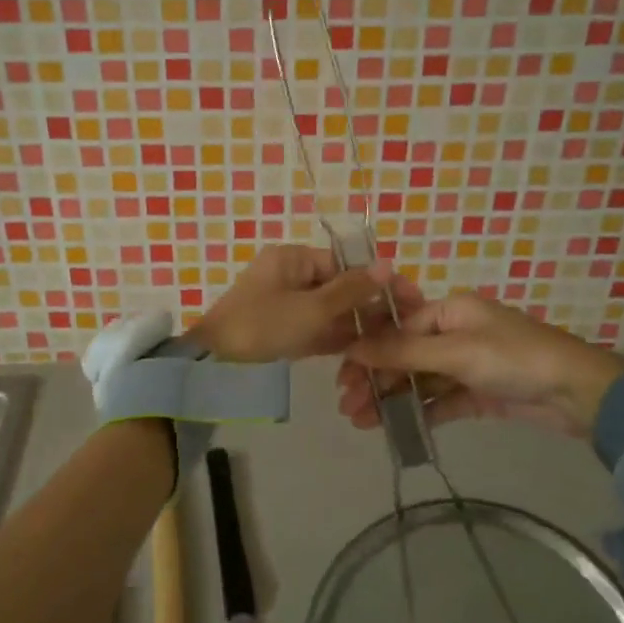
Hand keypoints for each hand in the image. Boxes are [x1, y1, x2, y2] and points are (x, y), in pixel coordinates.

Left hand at [188, 246, 409, 362]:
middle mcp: (288, 275)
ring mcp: (283, 303)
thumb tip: (387, 265)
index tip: (409, 297)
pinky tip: (364, 352)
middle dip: (369, 305)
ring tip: (392, 340)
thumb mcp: (312, 309)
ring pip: (328, 310)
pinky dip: (335, 338)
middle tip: (405, 324)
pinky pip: (315, 328)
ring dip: (356, 324)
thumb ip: (351, 290)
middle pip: (337, 286)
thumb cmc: (263, 326)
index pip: (343, 263)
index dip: (377, 280)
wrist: (214, 363)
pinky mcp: (281, 329)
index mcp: (292, 258)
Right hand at [337, 290, 623, 440]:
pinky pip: (439, 401)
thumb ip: (402, 352)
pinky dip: (417, 412)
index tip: (343, 377)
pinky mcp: (477, 394)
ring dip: (391, 398)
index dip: (369, 352)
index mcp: (449, 310)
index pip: (398, 329)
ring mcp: (467, 365)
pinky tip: (393, 427)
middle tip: (347, 407)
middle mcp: (455, 333)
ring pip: (418, 381)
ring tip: (361, 422)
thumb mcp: (455, 351)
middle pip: (404, 356)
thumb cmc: (513, 359)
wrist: (577, 394)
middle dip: (375, 379)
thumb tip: (352, 348)